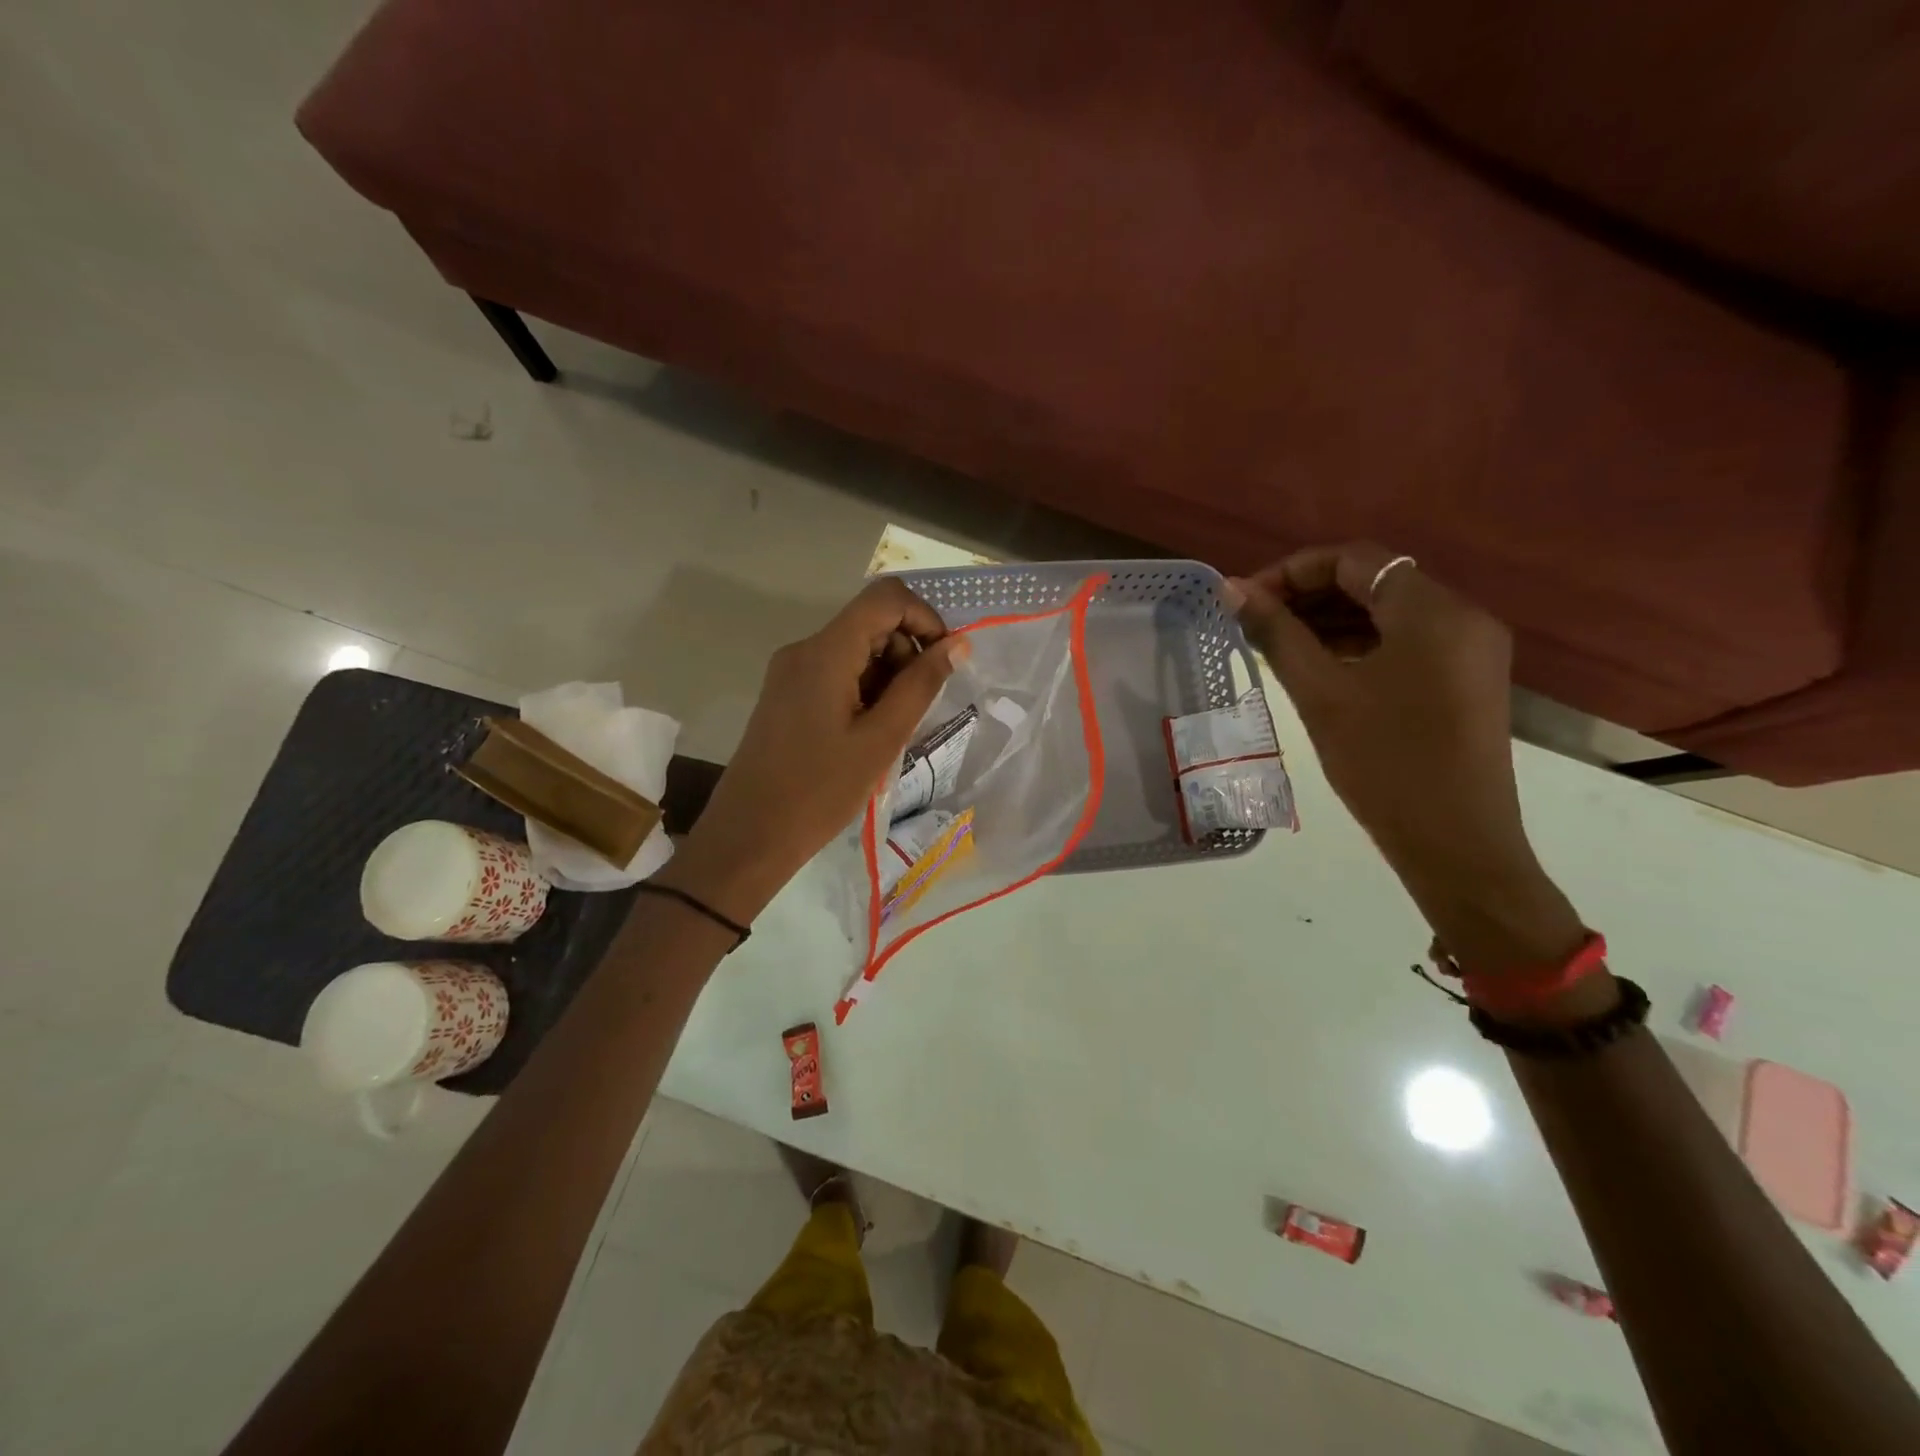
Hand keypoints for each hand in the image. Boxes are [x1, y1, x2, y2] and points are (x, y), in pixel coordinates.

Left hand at [659, 579, 967, 923]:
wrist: (749, 835)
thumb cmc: (820, 790)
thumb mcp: (881, 739)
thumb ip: (922, 685)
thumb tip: (958, 644)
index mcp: (825, 652)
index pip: (886, 598)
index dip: (925, 618)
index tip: (944, 662)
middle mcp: (804, 650)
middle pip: (871, 623)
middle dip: (907, 655)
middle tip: (918, 710)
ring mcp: (791, 672)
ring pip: (856, 650)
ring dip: (888, 678)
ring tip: (891, 732)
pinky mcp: (787, 695)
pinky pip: (837, 674)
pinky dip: (865, 692)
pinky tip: (868, 736)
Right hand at [1229, 543, 1582, 975]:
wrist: (1457, 845)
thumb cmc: (1384, 764)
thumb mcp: (1321, 694)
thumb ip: (1277, 634)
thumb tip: (1232, 589)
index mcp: (1433, 611)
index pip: (1354, 559)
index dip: (1292, 571)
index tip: (1246, 600)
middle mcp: (1461, 617)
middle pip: (1374, 581)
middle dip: (1308, 594)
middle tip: (1254, 622)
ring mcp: (1468, 650)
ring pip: (1388, 613)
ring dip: (1330, 620)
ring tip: (1275, 644)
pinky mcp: (1465, 680)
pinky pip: (1404, 643)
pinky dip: (1357, 644)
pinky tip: (1316, 665)